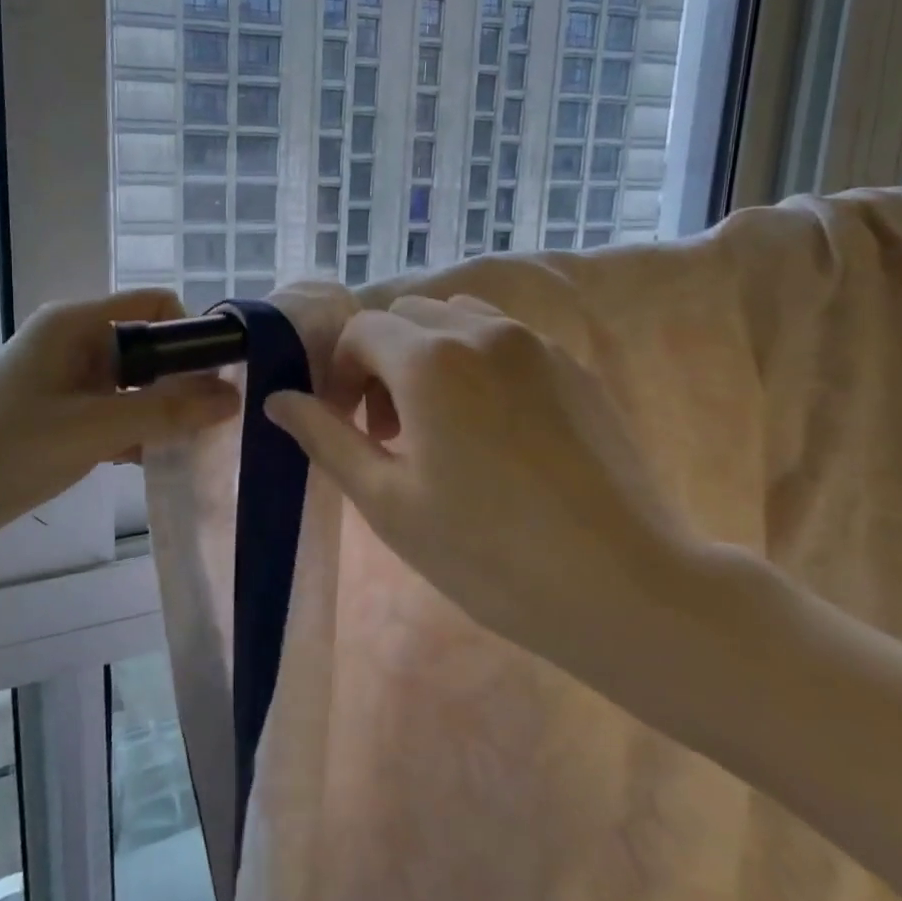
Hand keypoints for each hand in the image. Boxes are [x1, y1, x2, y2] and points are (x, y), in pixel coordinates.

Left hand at [0, 289, 239, 563]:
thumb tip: (233, 397)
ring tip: (196, 441)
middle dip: (184, 376)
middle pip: (148, 344)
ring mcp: (64, 380)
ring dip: (163, 407)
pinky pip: (113, 410)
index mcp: (77, 323)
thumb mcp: (95, 427)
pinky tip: (156, 458)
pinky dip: (136, 428)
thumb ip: (167, 410)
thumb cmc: (9, 448)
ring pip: (133, 382)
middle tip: (218, 416)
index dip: (194, 331)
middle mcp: (73, 341)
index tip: (224, 374)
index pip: (156, 305)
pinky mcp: (58, 415)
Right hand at [265, 295, 702, 682]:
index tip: (350, 426)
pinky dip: (479, 364)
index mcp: (430, 359)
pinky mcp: (575, 367)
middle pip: (408, 316)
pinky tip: (498, 432)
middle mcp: (483, 331)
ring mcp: (537, 344)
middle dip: (383, 361)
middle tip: (392, 432)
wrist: (622, 584)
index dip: (341, 372)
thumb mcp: (388, 502)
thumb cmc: (488, 552)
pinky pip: (508, 341)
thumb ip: (328, 438)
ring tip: (443, 424)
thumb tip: (279, 400)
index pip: (361, 330)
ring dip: (431, 355)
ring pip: (460, 319)